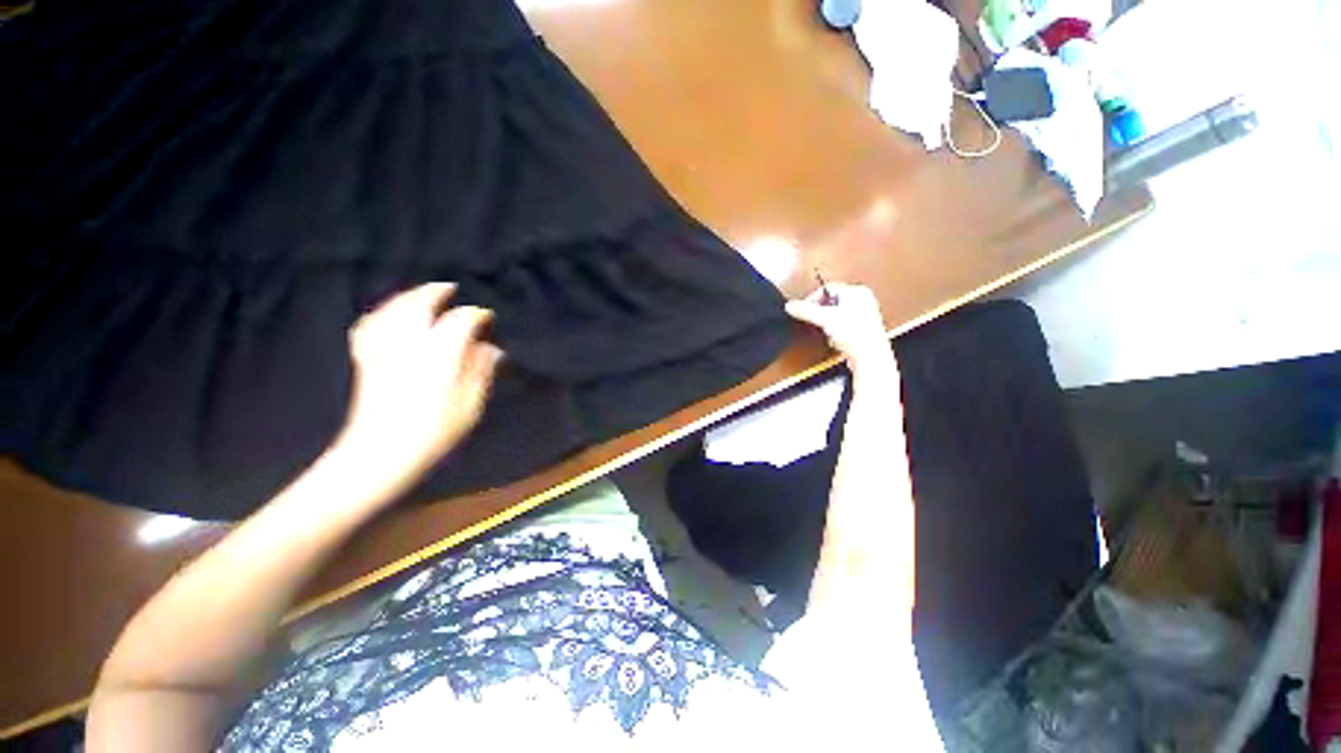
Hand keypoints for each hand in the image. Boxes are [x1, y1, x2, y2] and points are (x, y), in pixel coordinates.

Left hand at [339, 283, 502, 483]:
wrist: (380, 454)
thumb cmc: (433, 432)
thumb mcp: (470, 405)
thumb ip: (480, 372)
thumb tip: (491, 349)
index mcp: (439, 353)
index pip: (460, 321)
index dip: (476, 315)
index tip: (487, 317)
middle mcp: (409, 343)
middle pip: (419, 305)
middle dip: (435, 293)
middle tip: (450, 288)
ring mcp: (383, 349)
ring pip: (392, 310)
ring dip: (407, 297)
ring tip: (420, 293)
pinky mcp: (366, 360)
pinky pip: (369, 326)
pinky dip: (380, 314)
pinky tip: (386, 314)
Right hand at [785, 283, 894, 371]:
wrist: (869, 356)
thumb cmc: (856, 335)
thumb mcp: (824, 319)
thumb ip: (805, 310)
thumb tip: (791, 305)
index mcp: (857, 291)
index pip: (827, 288)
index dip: (812, 299)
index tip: (804, 309)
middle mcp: (863, 300)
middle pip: (831, 301)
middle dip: (821, 313)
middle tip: (817, 321)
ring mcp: (864, 315)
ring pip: (836, 314)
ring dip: (828, 324)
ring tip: (830, 332)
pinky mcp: (862, 329)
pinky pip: (842, 326)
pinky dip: (836, 332)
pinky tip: (837, 339)